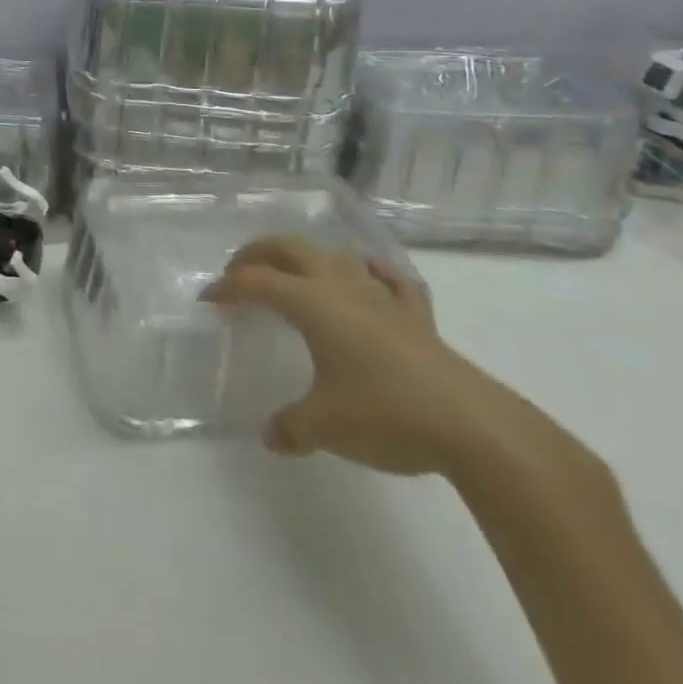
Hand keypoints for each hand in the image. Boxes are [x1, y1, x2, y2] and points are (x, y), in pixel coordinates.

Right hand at [204, 235, 542, 477]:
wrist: (474, 428)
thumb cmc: (386, 415)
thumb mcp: (324, 427)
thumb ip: (290, 427)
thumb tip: (272, 435)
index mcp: (310, 303)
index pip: (256, 282)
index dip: (226, 288)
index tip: (208, 301)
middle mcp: (340, 287)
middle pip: (289, 248)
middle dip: (257, 253)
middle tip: (239, 273)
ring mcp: (382, 297)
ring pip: (337, 255)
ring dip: (309, 258)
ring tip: (296, 276)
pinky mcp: (417, 317)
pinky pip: (391, 280)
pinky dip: (372, 272)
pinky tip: (368, 277)